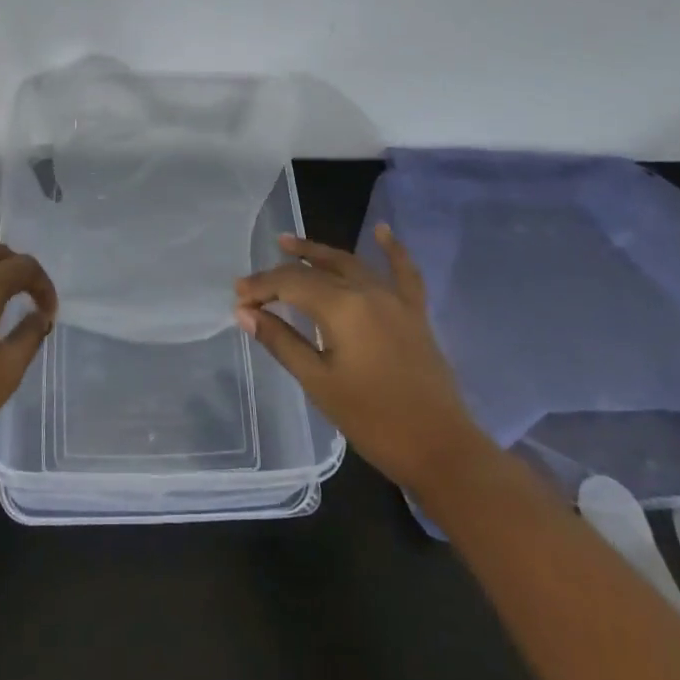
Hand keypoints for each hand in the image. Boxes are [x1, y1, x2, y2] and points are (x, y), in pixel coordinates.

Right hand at [234, 224, 476, 491]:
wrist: (441, 449)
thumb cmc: (373, 420)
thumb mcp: (319, 383)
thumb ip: (281, 341)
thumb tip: (245, 313)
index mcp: (341, 307)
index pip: (290, 284)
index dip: (261, 288)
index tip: (238, 299)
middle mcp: (367, 291)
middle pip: (316, 271)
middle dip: (282, 273)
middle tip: (255, 282)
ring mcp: (394, 299)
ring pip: (350, 264)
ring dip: (319, 253)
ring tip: (290, 244)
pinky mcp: (414, 313)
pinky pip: (403, 272)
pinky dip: (392, 250)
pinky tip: (382, 230)